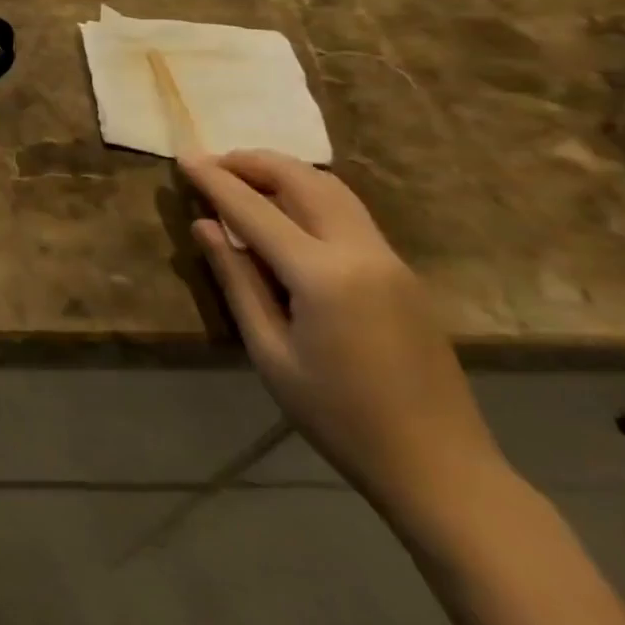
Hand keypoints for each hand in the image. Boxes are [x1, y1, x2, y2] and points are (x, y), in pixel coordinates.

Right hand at [181, 149, 505, 519]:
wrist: (441, 468)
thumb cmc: (340, 417)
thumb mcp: (270, 353)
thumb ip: (237, 280)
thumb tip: (204, 225)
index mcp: (323, 275)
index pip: (254, 209)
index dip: (214, 179)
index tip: (183, 156)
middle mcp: (361, 252)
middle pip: (302, 180)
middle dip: (253, 162)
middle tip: (213, 163)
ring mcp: (389, 259)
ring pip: (332, 188)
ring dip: (285, 172)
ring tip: (245, 177)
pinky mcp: (402, 272)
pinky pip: (349, 212)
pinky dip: (310, 194)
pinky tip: (286, 212)